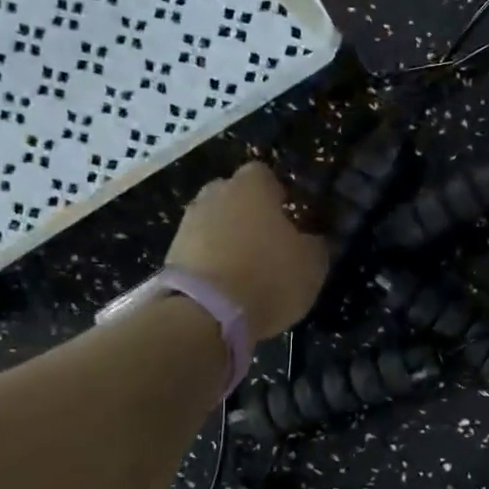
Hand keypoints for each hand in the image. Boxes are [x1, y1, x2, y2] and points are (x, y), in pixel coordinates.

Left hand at [166, 162, 328, 339]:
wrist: (206, 313)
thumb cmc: (269, 277)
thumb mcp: (312, 264)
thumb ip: (315, 244)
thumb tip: (312, 239)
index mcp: (252, 186)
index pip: (265, 175)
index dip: (278, 195)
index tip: (290, 218)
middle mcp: (215, 194)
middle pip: (235, 196)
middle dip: (249, 214)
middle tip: (268, 242)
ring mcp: (188, 222)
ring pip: (215, 222)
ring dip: (228, 239)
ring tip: (247, 269)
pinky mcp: (172, 253)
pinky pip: (200, 249)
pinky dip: (212, 261)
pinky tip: (227, 285)